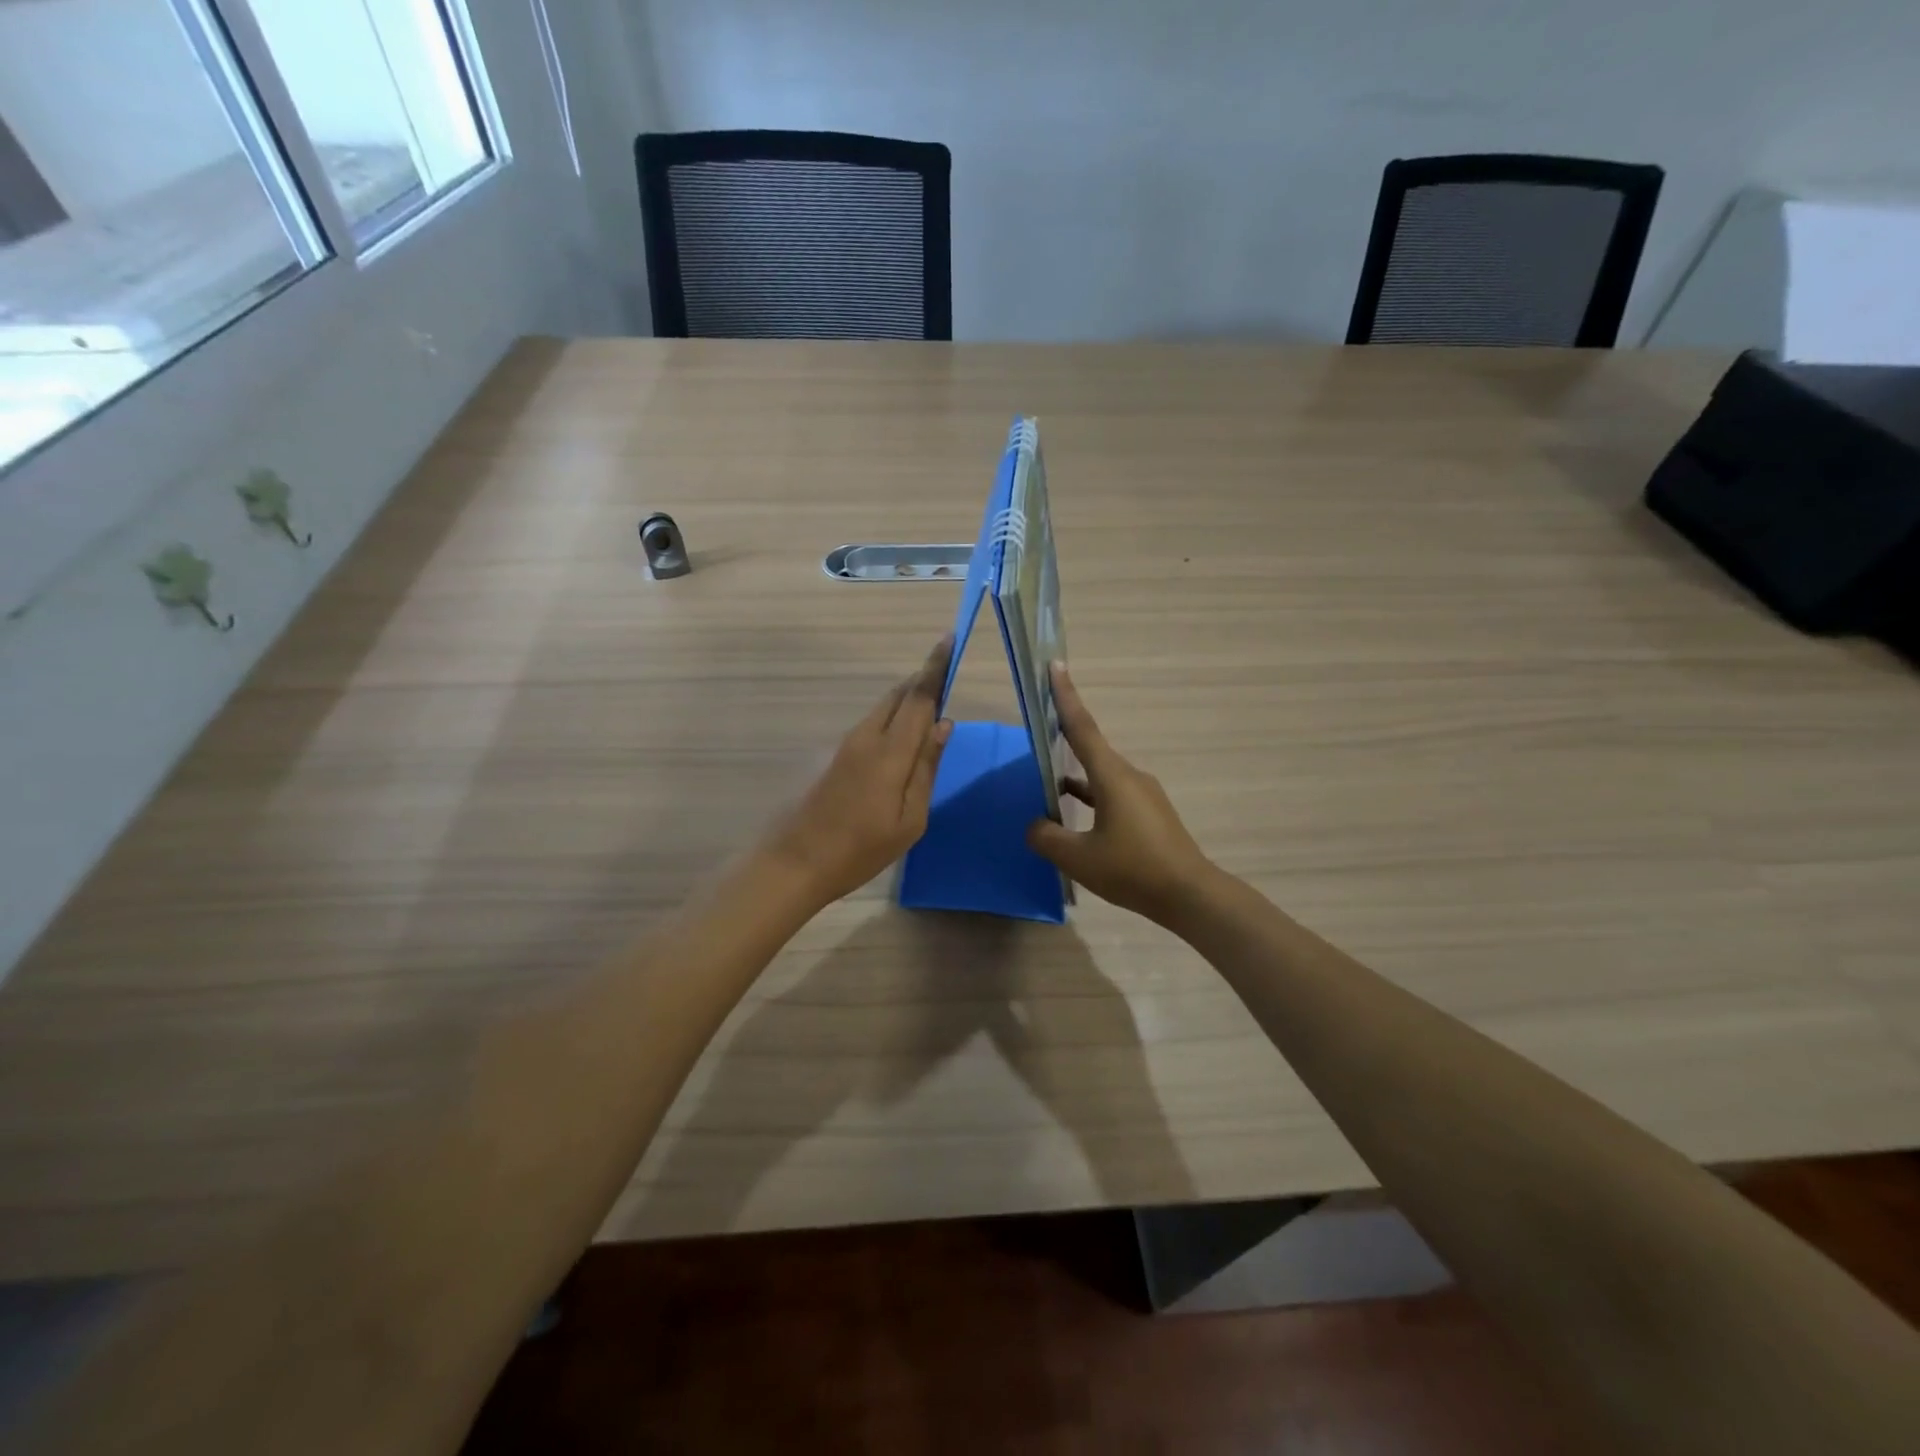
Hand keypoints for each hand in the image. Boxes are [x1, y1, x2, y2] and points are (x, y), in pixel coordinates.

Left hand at [764, 637, 954, 906]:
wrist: (795, 862)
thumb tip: (944, 724)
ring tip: (931, 705)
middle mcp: (867, 737)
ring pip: (883, 707)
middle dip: (923, 680)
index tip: (950, 639)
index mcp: (890, 752)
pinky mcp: (836, 755)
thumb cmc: (860, 849)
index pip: (919, 697)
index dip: (936, 667)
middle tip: (947, 676)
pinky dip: (893, 717)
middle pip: (899, 695)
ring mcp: (847, 744)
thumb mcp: (910, 820)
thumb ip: (927, 768)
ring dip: (908, 699)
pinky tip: (903, 736)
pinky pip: (872, 723)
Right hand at [1026, 663, 1215, 924]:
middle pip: (1090, 749)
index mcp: (1111, 777)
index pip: (1082, 727)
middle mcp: (1129, 776)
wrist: (1189, 894)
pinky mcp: (1149, 813)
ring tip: (1048, 788)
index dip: (1066, 696)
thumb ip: (1047, 837)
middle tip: (1040, 730)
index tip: (1056, 666)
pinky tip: (1077, 818)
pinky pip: (1111, 794)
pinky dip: (1091, 797)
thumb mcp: (1078, 858)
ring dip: (1075, 778)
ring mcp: (1142, 794)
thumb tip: (1035, 825)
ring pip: (1100, 776)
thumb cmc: (1132, 869)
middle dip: (1064, 737)